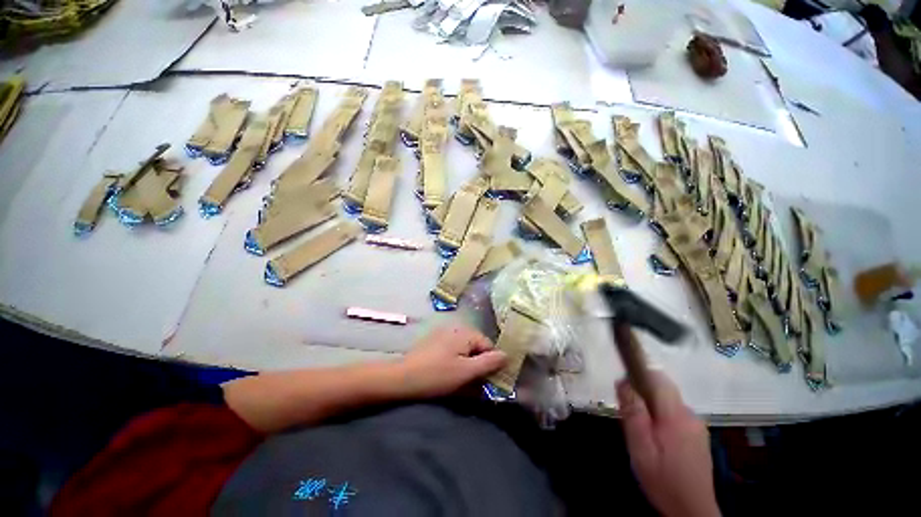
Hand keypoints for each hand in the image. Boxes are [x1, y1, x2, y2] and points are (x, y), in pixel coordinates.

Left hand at [399, 325, 507, 397]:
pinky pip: (453, 350)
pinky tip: (447, 373)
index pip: (488, 346)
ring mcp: (444, 333)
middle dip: (477, 365)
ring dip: (466, 364)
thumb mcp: (466, 372)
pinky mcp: (435, 341)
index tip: (485, 382)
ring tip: (459, 381)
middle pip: (476, 347)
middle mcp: (456, 328)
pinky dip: (455, 361)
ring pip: (465, 350)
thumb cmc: (437, 375)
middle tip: (471, 384)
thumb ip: (488, 363)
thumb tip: (507, 355)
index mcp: (466, 333)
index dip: (489, 364)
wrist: (402, 378)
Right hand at [618, 371, 719, 516]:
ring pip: (668, 402)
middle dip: (642, 393)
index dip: (638, 372)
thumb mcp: (640, 447)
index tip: (623, 384)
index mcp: (675, 416)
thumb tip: (623, 381)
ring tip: (641, 431)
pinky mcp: (698, 435)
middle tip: (628, 415)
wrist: (692, 511)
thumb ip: (633, 413)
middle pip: (663, 389)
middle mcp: (690, 414)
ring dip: (651, 406)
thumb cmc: (662, 479)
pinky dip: (661, 417)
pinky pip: (675, 414)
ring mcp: (697, 425)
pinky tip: (656, 439)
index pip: (658, 378)